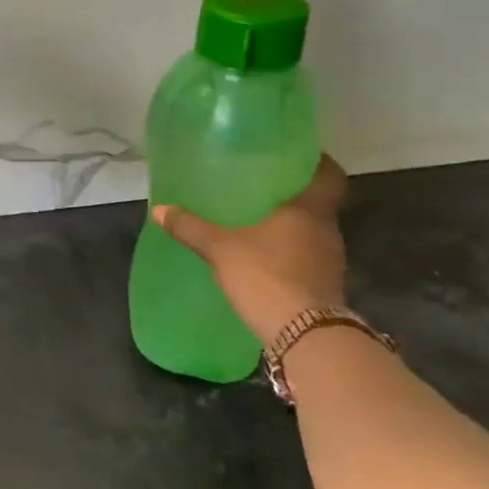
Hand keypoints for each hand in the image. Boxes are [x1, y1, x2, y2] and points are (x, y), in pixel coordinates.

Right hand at [152, 156, 348, 343]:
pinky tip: (260, 252)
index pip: (328, 175)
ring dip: (288, 223)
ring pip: (309, 229)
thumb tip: (159, 209)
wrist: (306, 336)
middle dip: (290, 193)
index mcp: (308, 210)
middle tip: (258, 183)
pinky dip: (286, 248)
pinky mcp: (323, 284)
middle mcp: (325, 230)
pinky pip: (305, 254)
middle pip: (315, 202)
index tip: (294, 153)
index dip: (316, 161)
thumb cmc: (266, 275)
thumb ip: (190, 226)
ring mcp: (329, 259)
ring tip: (254, 217)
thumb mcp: (219, 248)